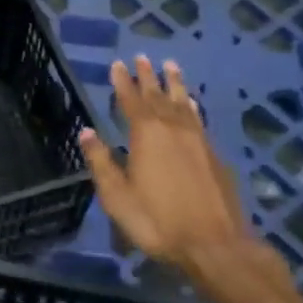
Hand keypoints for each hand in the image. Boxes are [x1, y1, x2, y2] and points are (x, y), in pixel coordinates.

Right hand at [79, 57, 257, 279]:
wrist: (215, 245)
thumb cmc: (157, 221)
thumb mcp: (117, 196)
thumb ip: (101, 161)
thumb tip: (87, 131)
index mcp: (146, 135)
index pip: (130, 100)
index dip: (122, 82)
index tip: (117, 64)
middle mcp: (174, 129)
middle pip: (158, 96)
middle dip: (148, 77)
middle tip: (143, 57)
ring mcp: (198, 141)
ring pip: (184, 103)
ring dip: (175, 84)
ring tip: (171, 66)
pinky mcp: (215, 156)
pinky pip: (199, 119)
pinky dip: (192, 106)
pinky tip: (192, 104)